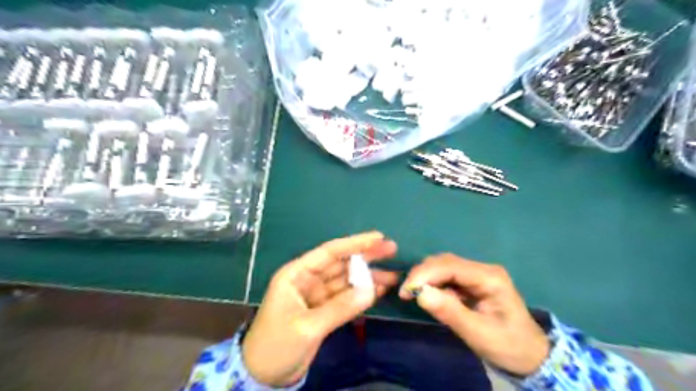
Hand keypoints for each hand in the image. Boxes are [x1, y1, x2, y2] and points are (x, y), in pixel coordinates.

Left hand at [243, 230, 395, 386]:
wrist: (263, 376)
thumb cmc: (276, 345)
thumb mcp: (307, 326)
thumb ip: (340, 307)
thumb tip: (371, 290)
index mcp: (296, 274)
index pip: (329, 252)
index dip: (354, 243)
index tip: (379, 237)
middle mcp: (308, 279)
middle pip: (341, 263)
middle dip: (366, 256)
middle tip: (392, 250)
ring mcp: (317, 295)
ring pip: (346, 280)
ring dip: (368, 277)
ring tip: (393, 275)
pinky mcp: (324, 310)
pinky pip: (346, 297)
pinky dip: (362, 294)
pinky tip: (380, 291)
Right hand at [400, 253, 551, 374]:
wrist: (531, 357)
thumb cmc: (508, 346)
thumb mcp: (479, 334)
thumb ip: (450, 312)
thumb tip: (420, 294)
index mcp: (489, 277)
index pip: (450, 266)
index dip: (425, 274)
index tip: (406, 290)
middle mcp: (483, 270)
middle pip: (445, 262)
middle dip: (423, 274)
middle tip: (406, 292)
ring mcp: (478, 275)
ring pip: (444, 267)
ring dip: (426, 277)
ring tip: (413, 294)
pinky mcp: (472, 283)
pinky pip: (447, 277)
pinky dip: (434, 283)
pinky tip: (429, 295)